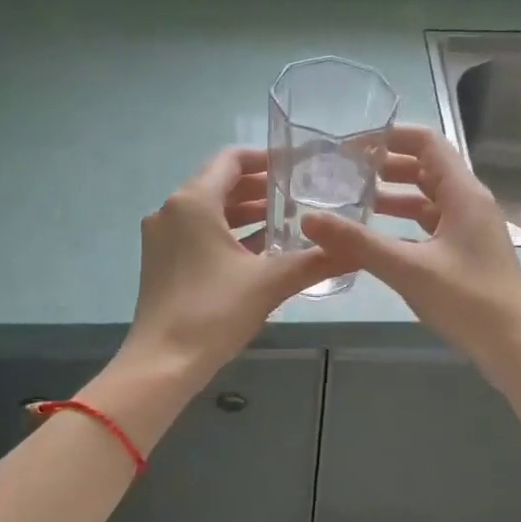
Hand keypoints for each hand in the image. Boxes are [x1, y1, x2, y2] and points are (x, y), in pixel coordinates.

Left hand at [117, 147, 343, 385]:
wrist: (163, 363)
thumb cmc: (214, 312)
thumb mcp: (270, 283)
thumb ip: (315, 261)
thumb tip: (358, 250)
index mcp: (193, 202)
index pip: (231, 159)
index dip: (266, 158)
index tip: (298, 166)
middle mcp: (171, 210)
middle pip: (220, 184)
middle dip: (260, 188)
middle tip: (300, 195)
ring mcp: (163, 237)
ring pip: (209, 212)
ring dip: (246, 214)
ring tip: (287, 221)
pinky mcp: (162, 262)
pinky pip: (199, 234)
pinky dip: (229, 235)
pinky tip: (261, 251)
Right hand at [302, 125, 520, 380]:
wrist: (514, 345)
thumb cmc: (467, 300)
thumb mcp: (408, 268)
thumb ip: (358, 242)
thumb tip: (308, 218)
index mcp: (463, 193)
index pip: (426, 143)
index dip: (389, 137)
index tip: (350, 146)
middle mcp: (469, 203)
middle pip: (426, 169)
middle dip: (385, 167)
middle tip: (343, 174)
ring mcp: (470, 229)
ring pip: (427, 200)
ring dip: (393, 198)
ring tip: (352, 202)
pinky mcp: (466, 254)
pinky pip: (430, 226)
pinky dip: (404, 225)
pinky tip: (377, 239)